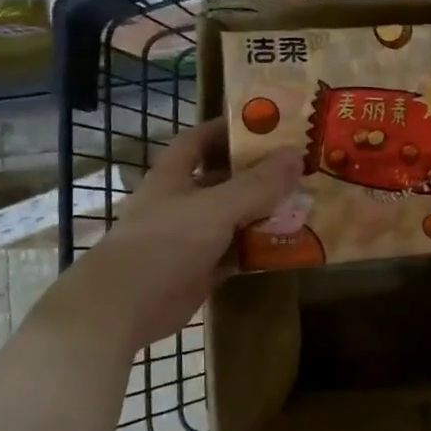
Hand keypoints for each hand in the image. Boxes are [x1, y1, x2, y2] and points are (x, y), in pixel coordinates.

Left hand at [37, 119, 301, 353]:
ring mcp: (190, 238)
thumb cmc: (165, 243)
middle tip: (299, 166)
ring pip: (233, 218)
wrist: (126, 305)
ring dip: (262, 212)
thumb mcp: (216, 207)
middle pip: (222, 180)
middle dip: (256, 173)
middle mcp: (181, 202)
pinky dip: (258, 247)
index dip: (227, 130)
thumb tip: (296, 155)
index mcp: (173, 177)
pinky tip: (289, 243)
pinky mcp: (199, 269)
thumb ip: (257, 184)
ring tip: (304, 202)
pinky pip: (235, 252)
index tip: (265, 125)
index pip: (198, 141)